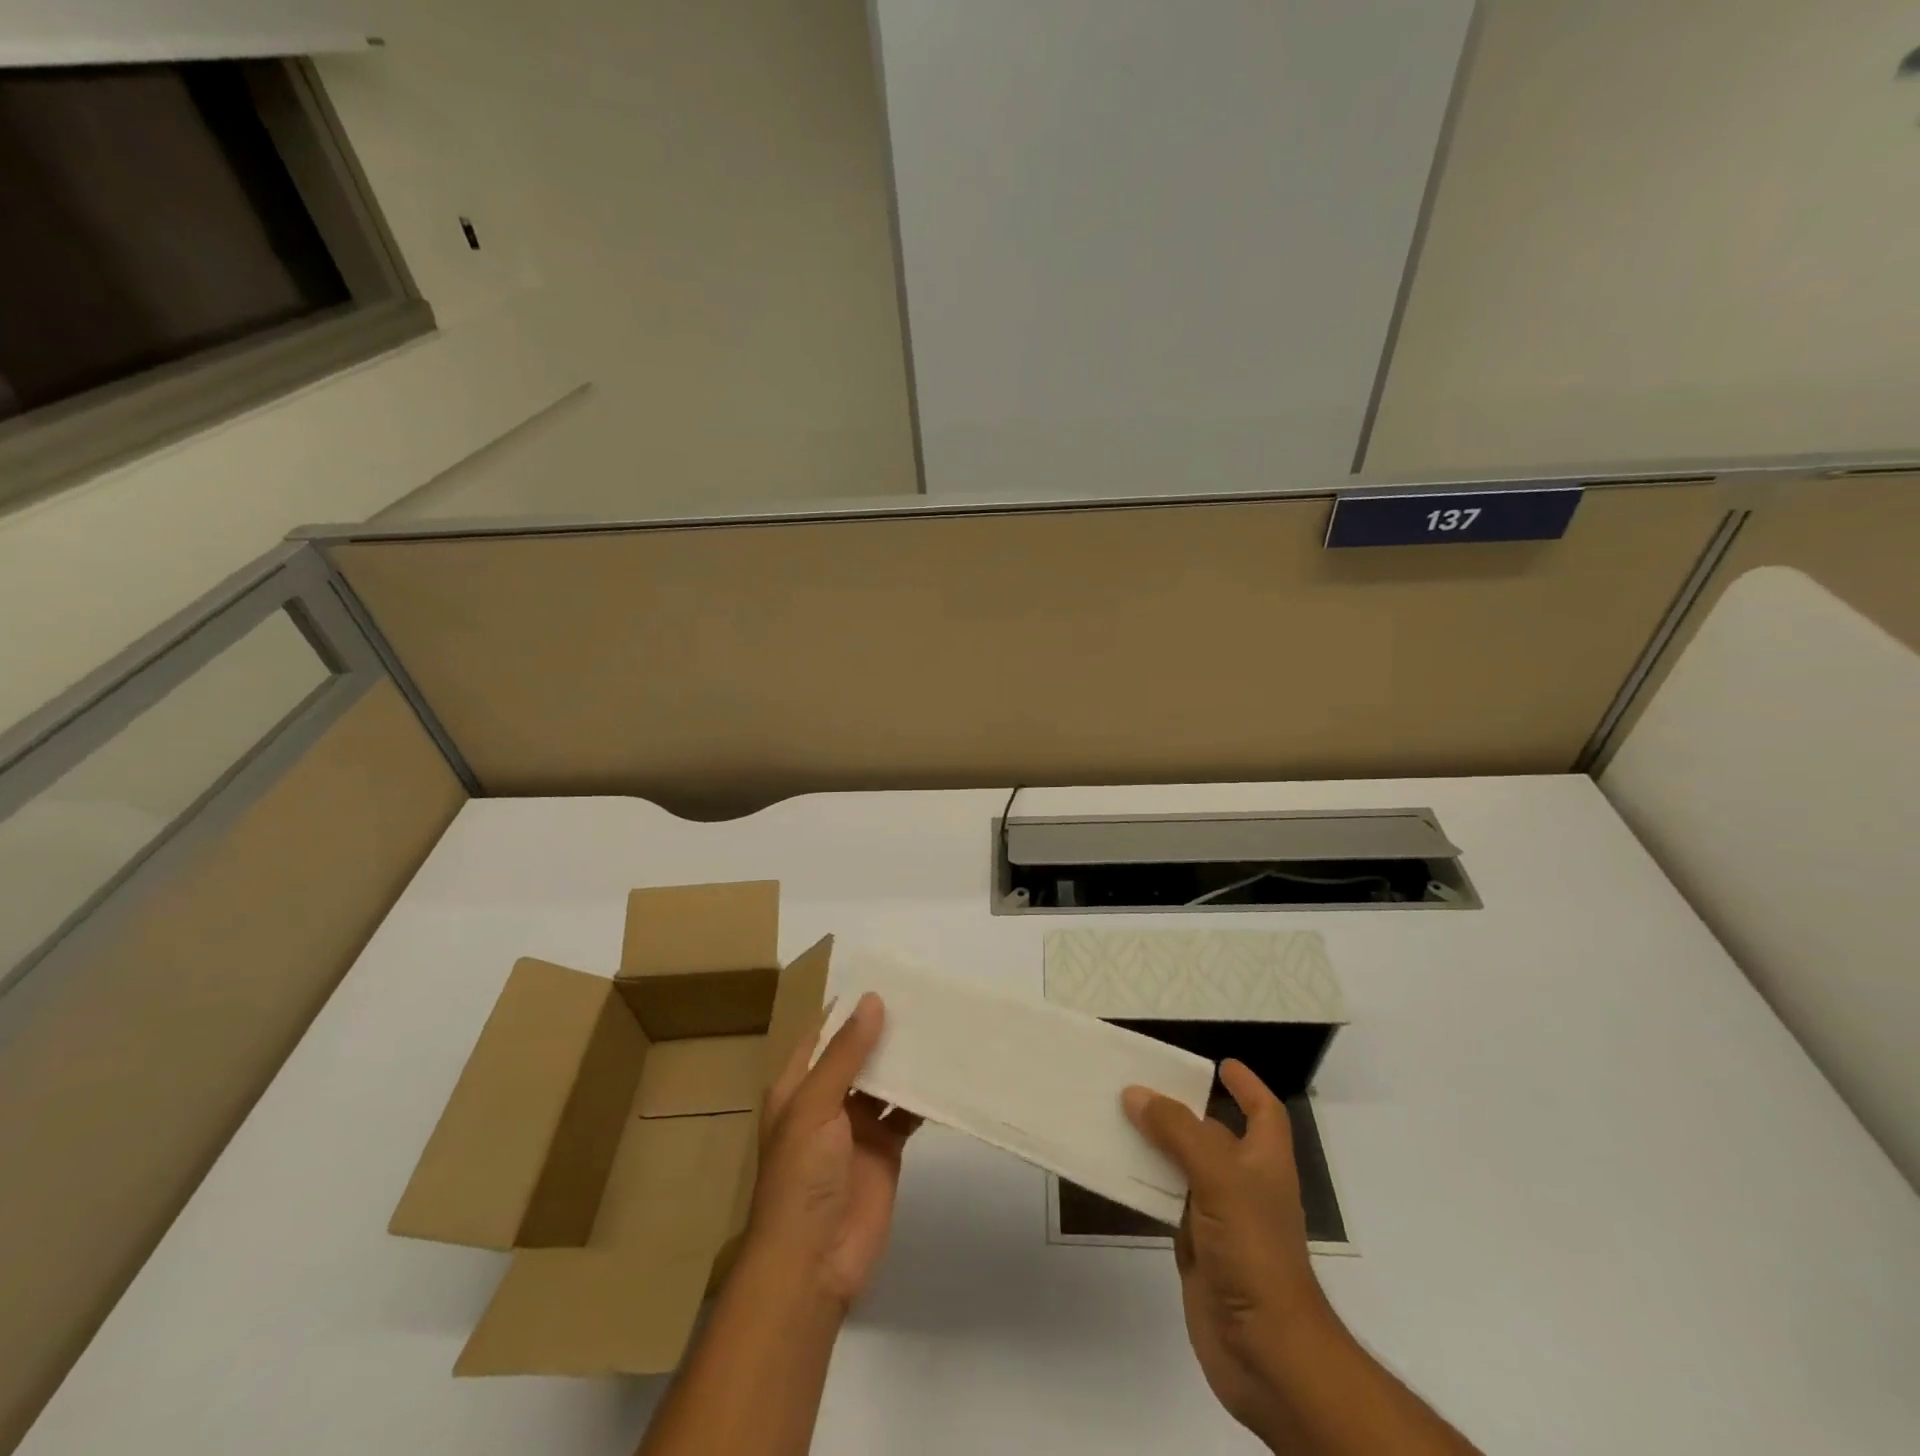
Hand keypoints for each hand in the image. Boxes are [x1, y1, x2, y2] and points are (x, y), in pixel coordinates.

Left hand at [747, 993, 920, 1311]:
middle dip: (886, 1027)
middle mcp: (829, 1099)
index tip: (885, 976)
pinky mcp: (887, 1148)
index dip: (850, 1007)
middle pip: (860, 1053)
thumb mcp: (815, 1107)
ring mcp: (859, 1125)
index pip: (824, 1034)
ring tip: (942, 1022)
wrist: (813, 1264)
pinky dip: (925, 1095)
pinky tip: (949, 1071)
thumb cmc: (800, 1177)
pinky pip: (908, 1112)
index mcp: (799, 1085)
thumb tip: (873, 1000)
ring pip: (886, 1079)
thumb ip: (846, 1055)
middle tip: (925, 993)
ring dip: (908, 1057)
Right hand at [1123, 1060, 1332, 1441]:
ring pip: (1183, 1168)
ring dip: (1156, 1144)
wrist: (1266, 1355)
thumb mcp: (1219, 1179)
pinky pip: (1166, 1203)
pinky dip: (1145, 1184)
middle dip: (1182, 1110)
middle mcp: (1244, 1185)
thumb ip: (1178, 1133)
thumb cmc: (1255, 1253)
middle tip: (1138, 1083)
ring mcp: (1220, 1219)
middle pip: (1212, 1135)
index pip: (1264, 1113)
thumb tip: (1137, 1093)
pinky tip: (1117, 1170)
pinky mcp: (1197, 1249)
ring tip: (1116, 1116)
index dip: (1247, 1087)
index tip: (1220, 1064)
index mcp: (1264, 1162)